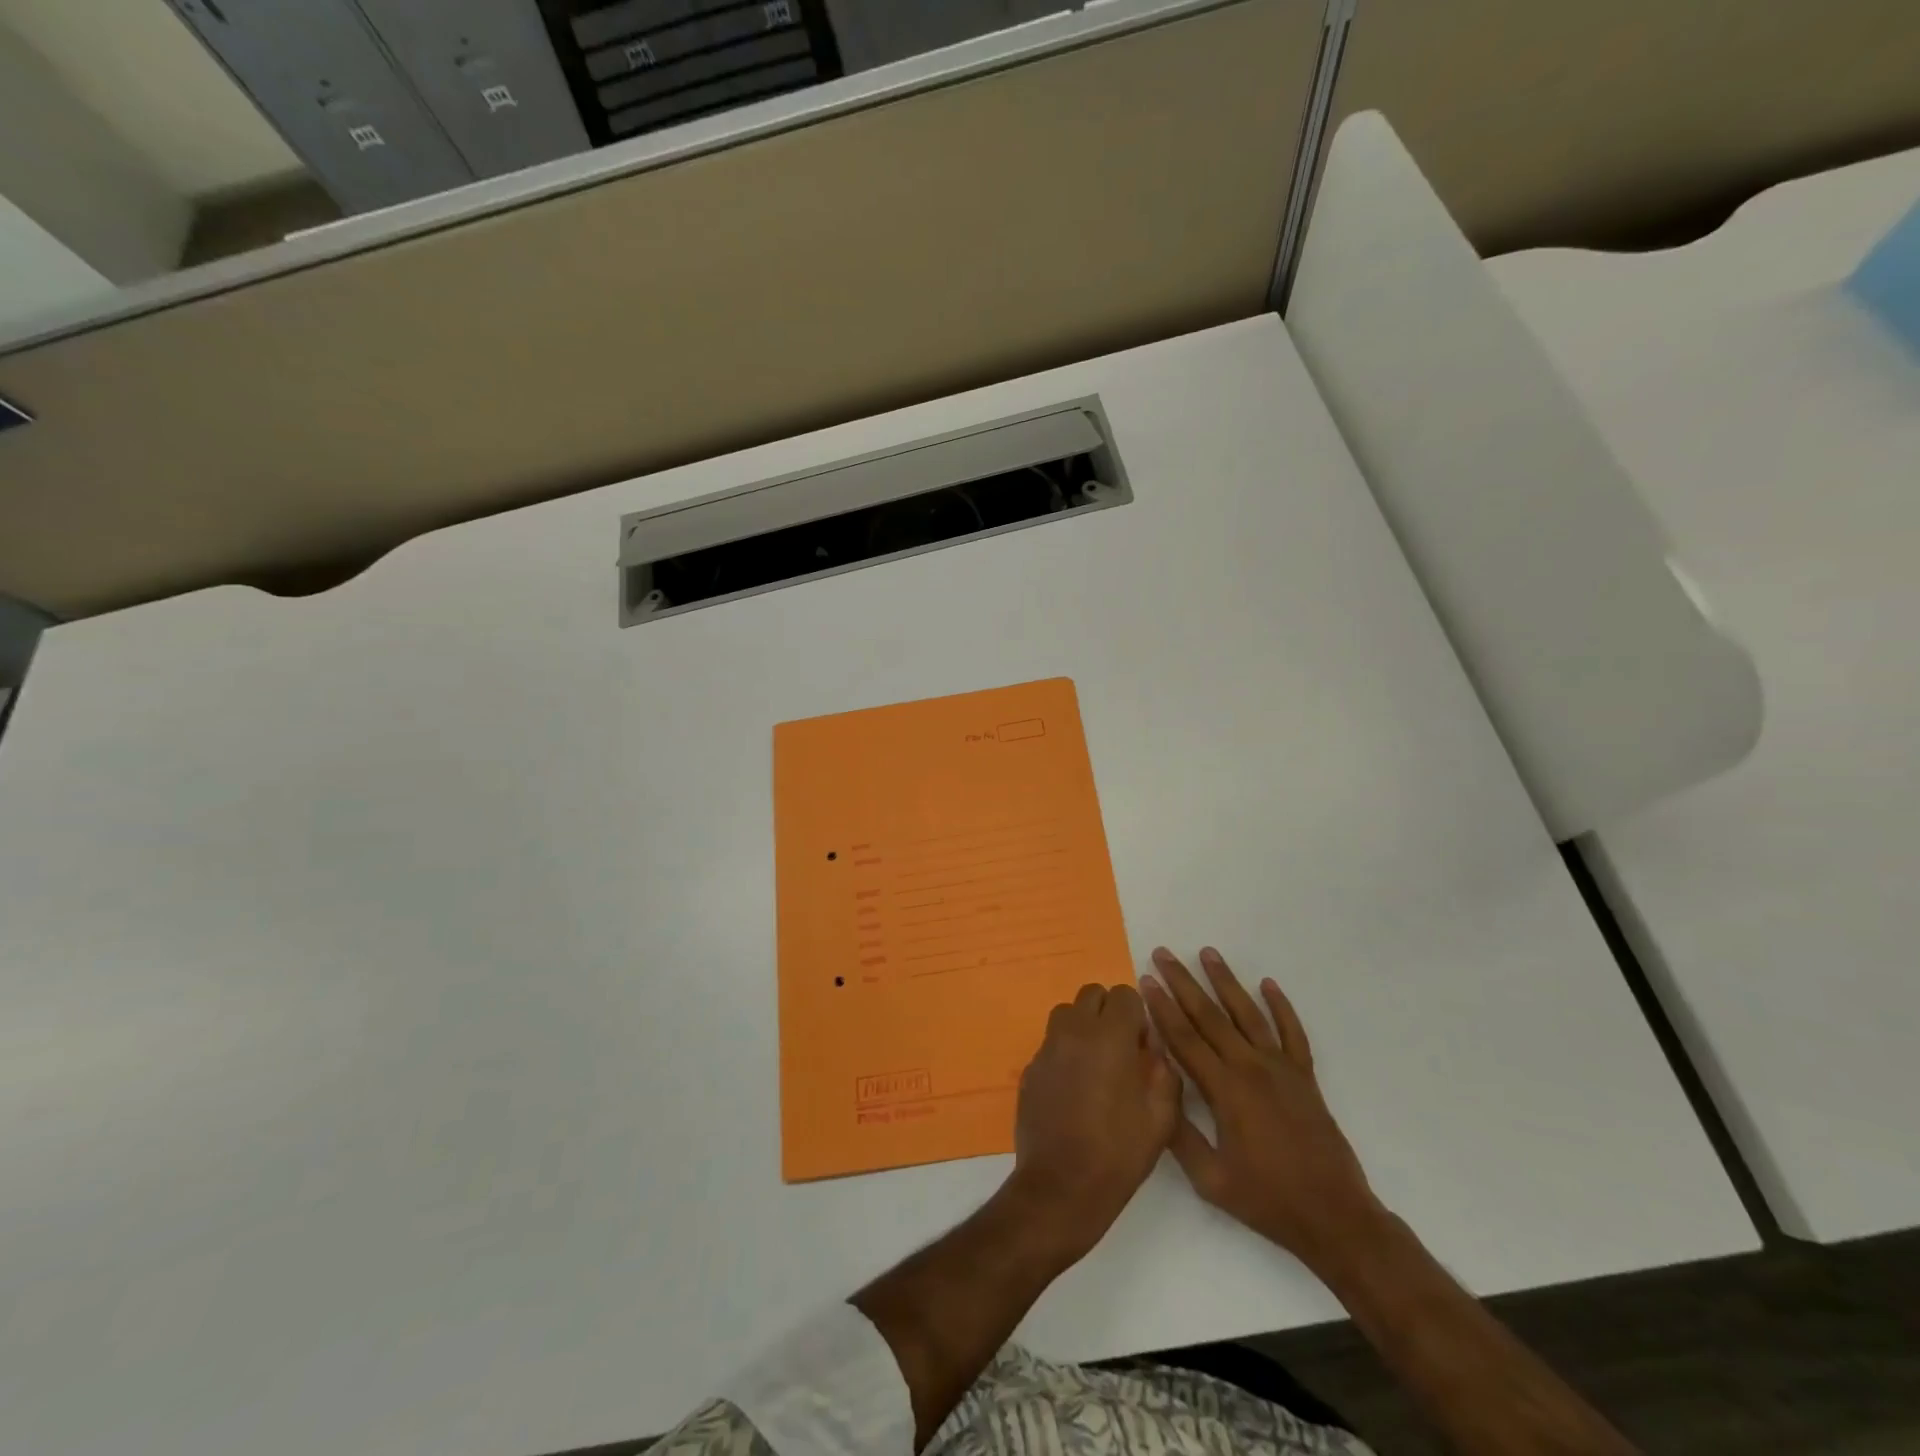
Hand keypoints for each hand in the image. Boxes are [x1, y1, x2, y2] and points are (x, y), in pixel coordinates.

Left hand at [1009, 982, 1180, 1263]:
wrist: (1061, 1186)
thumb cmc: (1118, 1153)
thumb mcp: (1161, 1118)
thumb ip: (1163, 1072)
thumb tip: (1152, 1050)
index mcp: (1110, 1036)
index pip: (1124, 994)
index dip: (1137, 1016)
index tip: (1141, 1046)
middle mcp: (1075, 1031)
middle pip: (1092, 995)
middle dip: (1109, 1013)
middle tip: (1120, 1050)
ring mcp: (1047, 1047)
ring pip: (1067, 1013)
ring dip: (1083, 1026)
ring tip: (1095, 1064)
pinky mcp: (1030, 1067)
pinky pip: (1051, 1042)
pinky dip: (1064, 1051)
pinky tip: (1073, 1087)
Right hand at [1143, 947, 1384, 1276]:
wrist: (1335, 1217)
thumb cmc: (1267, 1200)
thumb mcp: (1210, 1179)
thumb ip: (1179, 1133)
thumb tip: (1155, 1088)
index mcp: (1225, 1090)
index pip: (1184, 1038)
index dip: (1161, 1007)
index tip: (1145, 980)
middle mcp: (1251, 1068)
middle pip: (1210, 1015)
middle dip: (1183, 982)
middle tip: (1163, 954)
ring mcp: (1282, 1069)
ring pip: (1248, 1013)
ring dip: (1226, 981)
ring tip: (1208, 952)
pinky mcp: (1305, 1077)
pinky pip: (1293, 1032)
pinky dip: (1281, 1006)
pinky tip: (1268, 984)